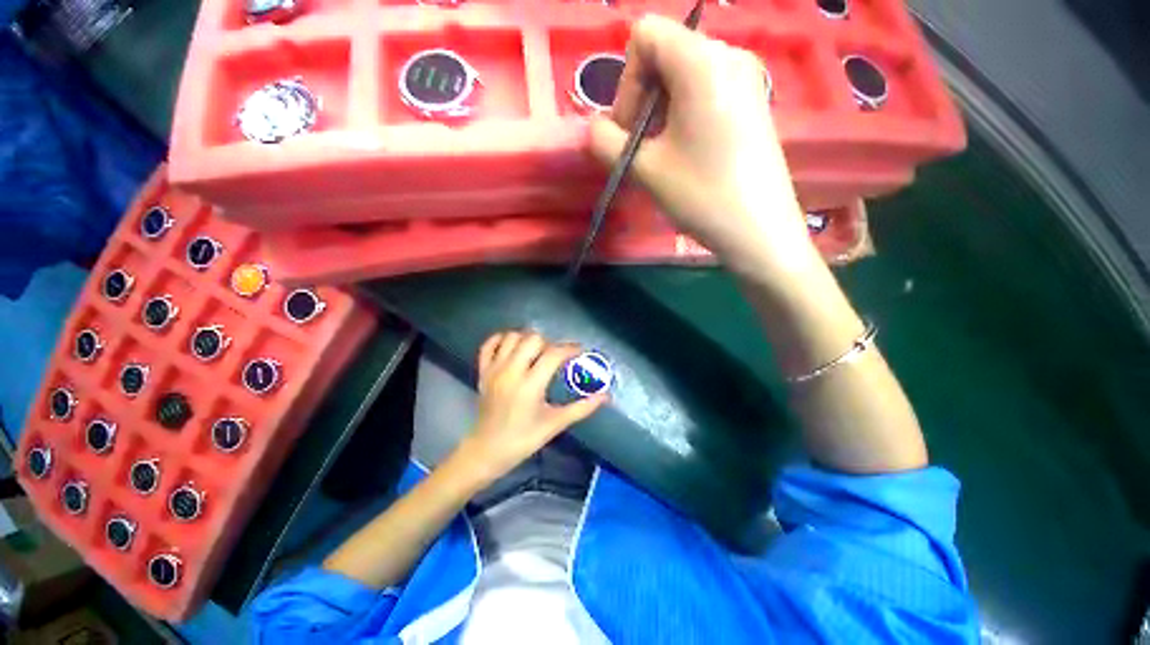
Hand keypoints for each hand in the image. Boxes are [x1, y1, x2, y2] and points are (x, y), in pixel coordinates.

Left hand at [458, 331, 606, 483]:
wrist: (487, 451)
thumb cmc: (523, 440)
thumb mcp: (555, 424)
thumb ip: (582, 408)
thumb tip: (605, 396)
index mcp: (530, 385)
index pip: (553, 354)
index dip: (570, 349)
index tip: (580, 351)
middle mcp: (510, 371)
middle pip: (532, 339)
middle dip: (549, 343)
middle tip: (556, 356)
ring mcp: (494, 369)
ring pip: (512, 337)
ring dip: (527, 339)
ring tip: (537, 352)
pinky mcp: (483, 371)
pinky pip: (489, 344)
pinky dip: (502, 340)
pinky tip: (513, 347)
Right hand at [588, 15, 818, 278]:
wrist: (760, 230)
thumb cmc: (702, 195)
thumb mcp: (646, 170)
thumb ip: (606, 142)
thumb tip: (592, 129)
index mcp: (702, 60)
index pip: (645, 34)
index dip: (626, 81)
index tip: (629, 130)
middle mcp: (729, 54)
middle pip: (665, 53)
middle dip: (642, 98)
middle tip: (642, 147)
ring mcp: (747, 77)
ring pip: (684, 75)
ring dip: (661, 111)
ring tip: (664, 154)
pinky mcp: (753, 101)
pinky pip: (706, 91)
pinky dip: (684, 114)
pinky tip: (688, 152)